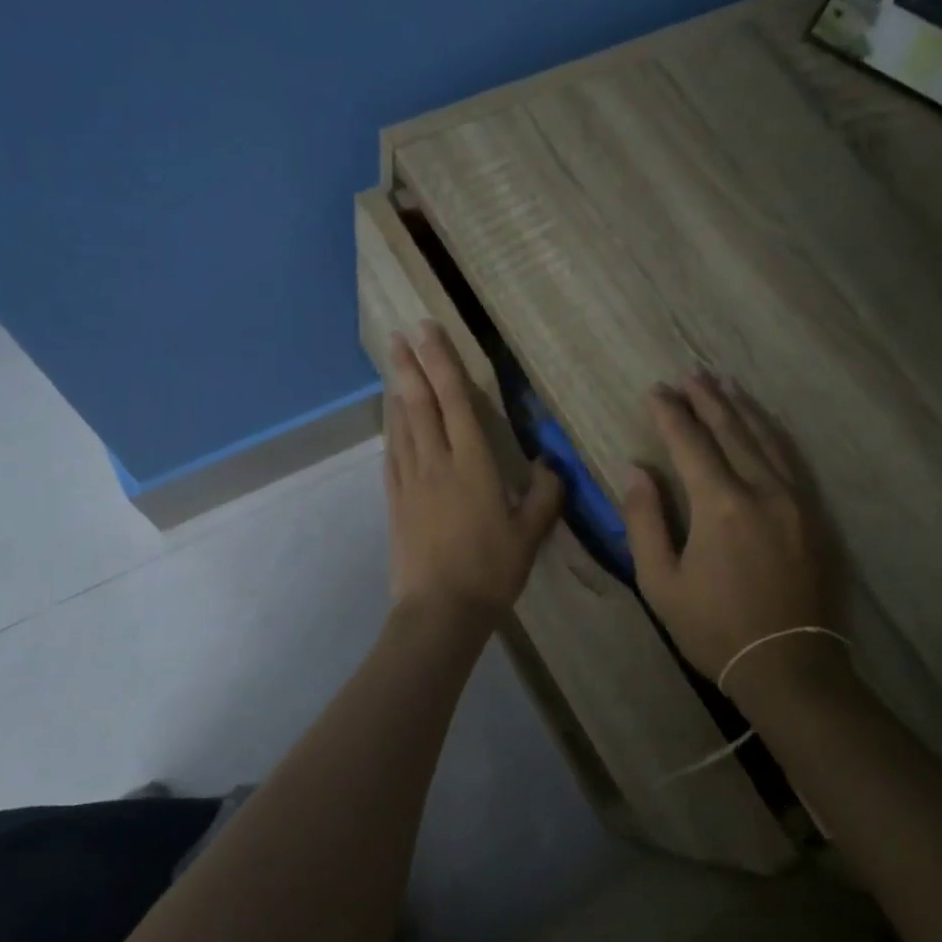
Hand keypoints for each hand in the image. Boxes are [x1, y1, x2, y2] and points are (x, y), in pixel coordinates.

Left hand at [385, 322, 562, 622]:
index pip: (456, 401)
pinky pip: (392, 455)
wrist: (440, 609)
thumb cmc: (490, 570)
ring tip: (392, 365)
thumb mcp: (529, 534)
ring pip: (402, 425)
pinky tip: (390, 420)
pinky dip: (391, 429)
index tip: (428, 331)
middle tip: (399, 334)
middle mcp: (436, 463)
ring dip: (397, 392)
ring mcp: (410, 481)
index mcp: (472, 464)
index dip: (442, 363)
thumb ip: (543, 495)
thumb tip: (551, 464)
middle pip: (421, 404)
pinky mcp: (395, 501)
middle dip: (410, 366)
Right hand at [621, 371, 846, 694]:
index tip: (655, 391)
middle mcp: (763, 491)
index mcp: (720, 505)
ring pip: (767, 439)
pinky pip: (792, 460)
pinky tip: (764, 425)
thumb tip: (636, 472)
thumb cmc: (713, 628)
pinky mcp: (816, 516)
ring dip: (742, 409)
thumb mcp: (660, 582)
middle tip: (690, 374)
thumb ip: (645, 521)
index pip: (691, 444)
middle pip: (733, 431)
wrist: (789, 665)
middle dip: (708, 400)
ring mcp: (797, 501)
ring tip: (725, 386)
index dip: (671, 414)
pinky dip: (773, 435)